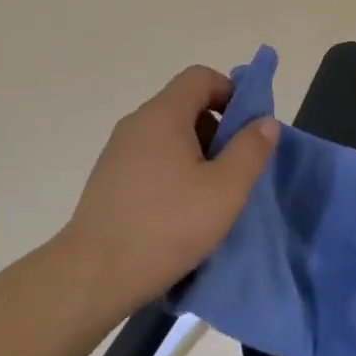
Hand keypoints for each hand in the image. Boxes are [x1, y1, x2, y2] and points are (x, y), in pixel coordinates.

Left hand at [61, 66, 277, 314]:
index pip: (201, 77)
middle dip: (216, 130)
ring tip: (209, 198)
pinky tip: (178, 215)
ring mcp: (117, 152)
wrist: (90, 278)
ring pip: (168, 136)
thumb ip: (250, 150)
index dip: (230, 92)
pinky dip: (171, 174)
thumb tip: (265, 121)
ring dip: (195, 156)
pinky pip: (149, 160)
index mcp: (164, 114)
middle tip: (233, 169)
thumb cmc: (165, 226)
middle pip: (185, 106)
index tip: (246, 128)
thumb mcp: (225, 190)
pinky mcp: (107, 181)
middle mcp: (137, 123)